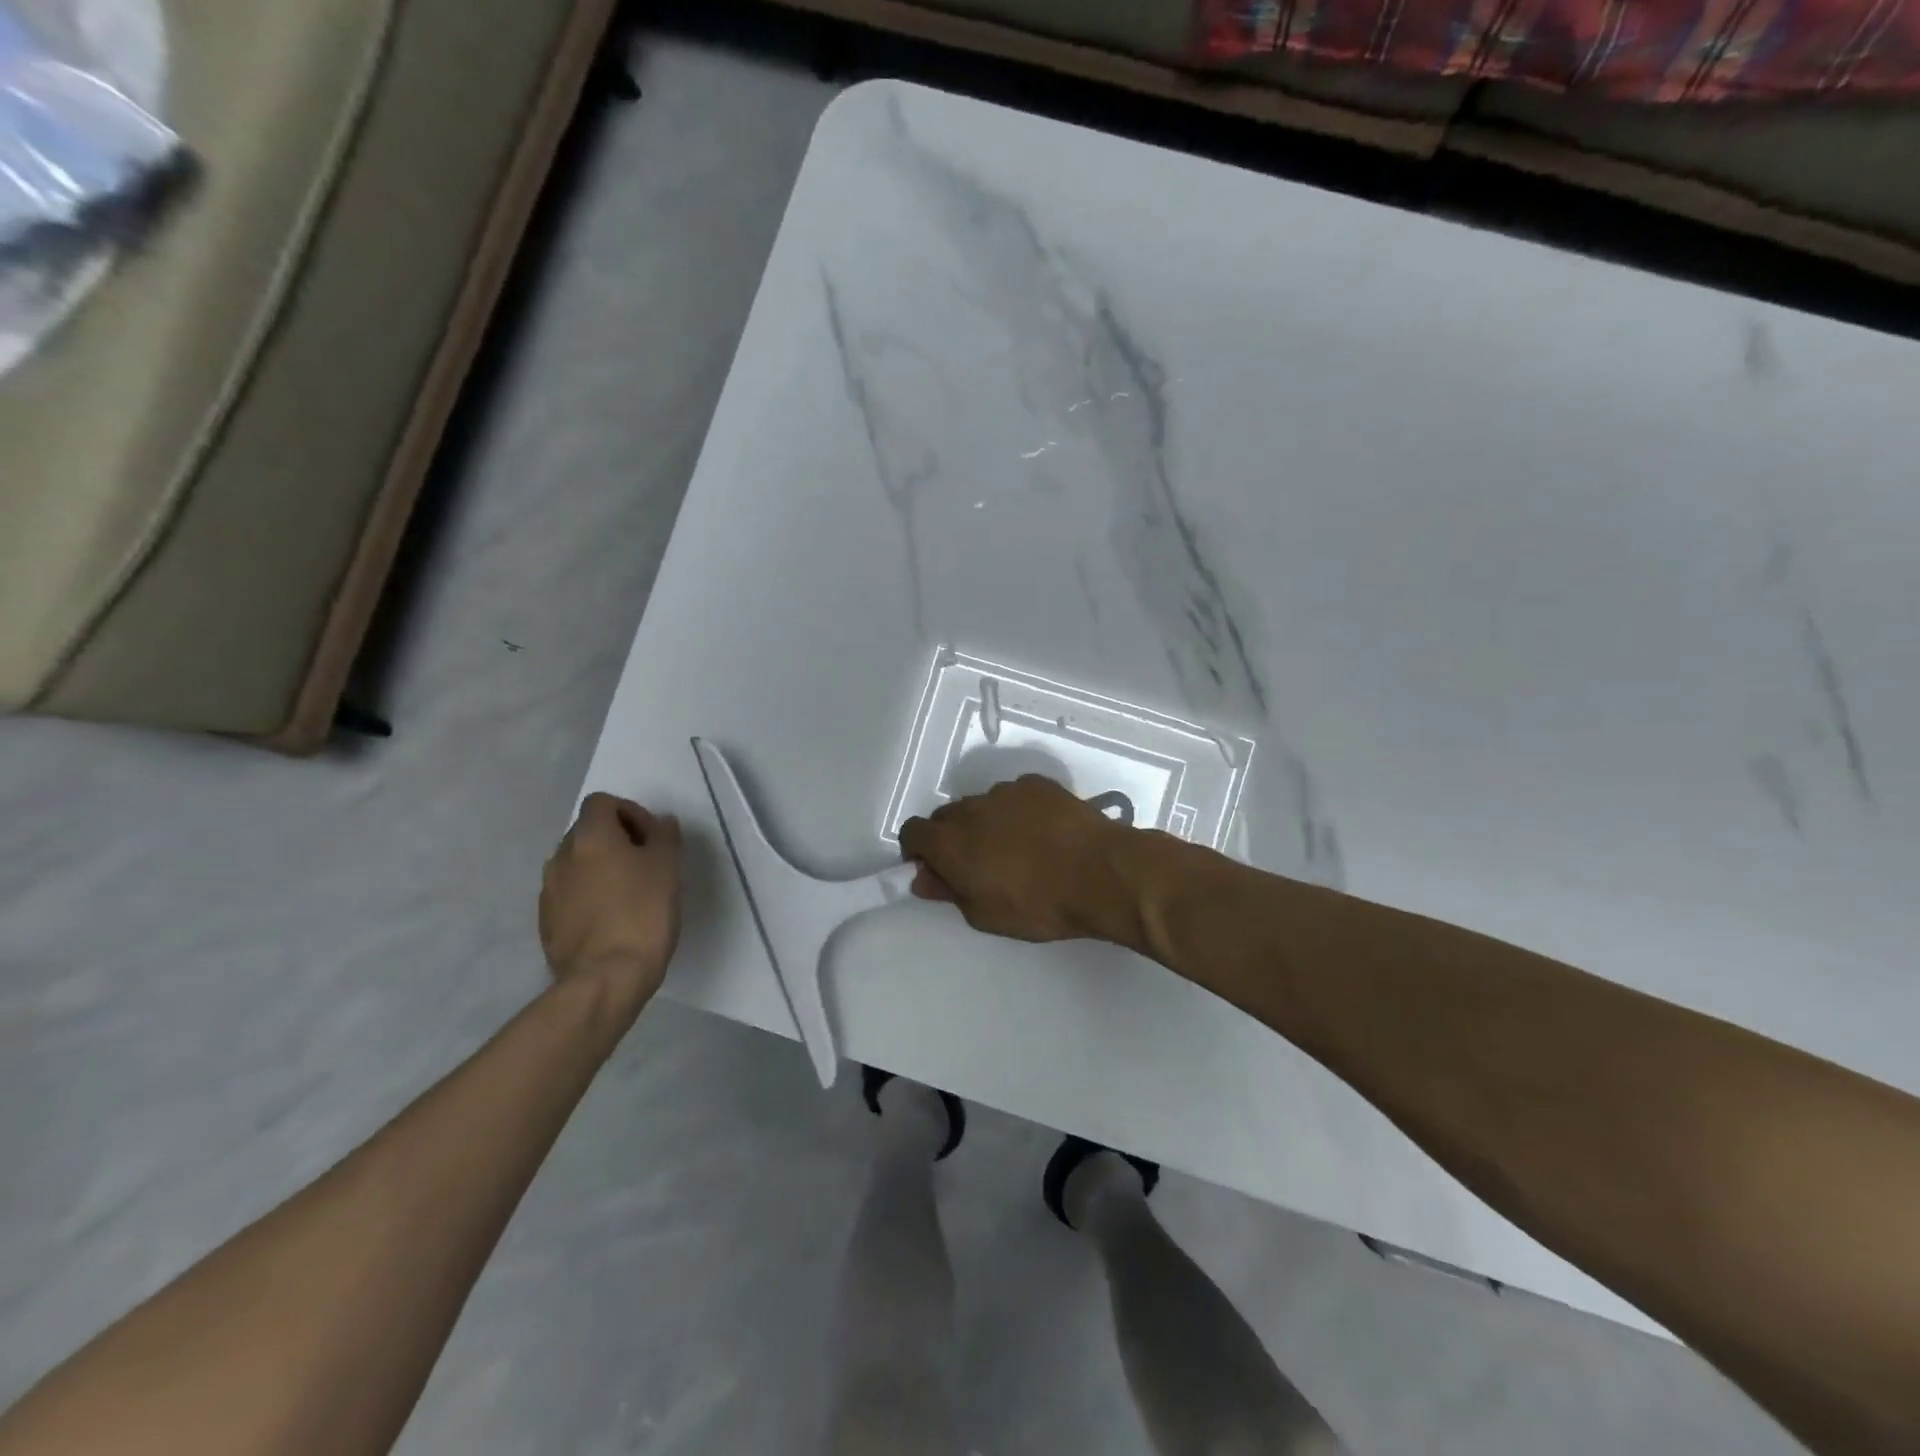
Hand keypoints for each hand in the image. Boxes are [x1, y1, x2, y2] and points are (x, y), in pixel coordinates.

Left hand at [540, 794, 682, 1017]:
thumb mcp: (668, 867)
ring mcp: (549, 891)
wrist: (606, 977)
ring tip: (630, 892)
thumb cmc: (643, 912)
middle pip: (587, 831)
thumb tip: (661, 823)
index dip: (630, 812)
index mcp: (590, 837)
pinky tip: (612, 918)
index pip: (602, 802)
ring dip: (601, 868)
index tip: (652, 838)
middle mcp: (562, 856)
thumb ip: (665, 836)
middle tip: (646, 863)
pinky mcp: (547, 922)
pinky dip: (589, 896)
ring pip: (577, 864)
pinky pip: (569, 894)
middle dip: (616, 840)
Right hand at [899, 775, 1146, 946]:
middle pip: (947, 816)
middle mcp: (971, 808)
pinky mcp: (1038, 784)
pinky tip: (1044, 833)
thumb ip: (948, 892)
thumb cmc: (1037, 904)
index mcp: (950, 841)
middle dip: (953, 838)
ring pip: (983, 805)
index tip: (936, 869)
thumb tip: (924, 878)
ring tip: (1019, 849)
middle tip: (979, 865)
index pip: (912, 832)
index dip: (919, 851)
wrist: (1099, 873)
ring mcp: (1006, 791)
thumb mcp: (984, 915)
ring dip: (988, 823)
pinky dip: (1020, 811)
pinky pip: (1016, 796)